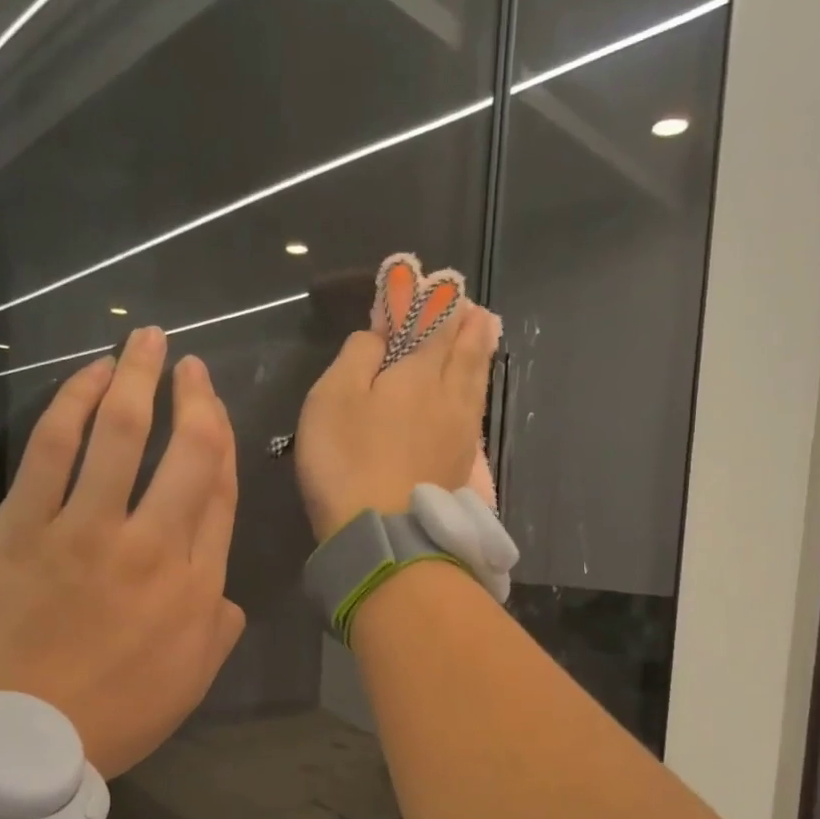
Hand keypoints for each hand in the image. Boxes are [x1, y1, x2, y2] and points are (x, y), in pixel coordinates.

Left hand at [0, 327, 244, 777]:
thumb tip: (226, 595)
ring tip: (146, 340)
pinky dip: (73, 403)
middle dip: (195, 399)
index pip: (219, 496)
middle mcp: (152, 547)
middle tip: (192, 366)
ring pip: (122, 433)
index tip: (216, 413)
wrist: (12, 744)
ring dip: (138, 378)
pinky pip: (53, 449)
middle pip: (187, 453)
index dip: (222, 444)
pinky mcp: (23, 527)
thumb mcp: (187, 688)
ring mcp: (85, 531)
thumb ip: (217, 632)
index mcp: (195, 588)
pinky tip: (87, 376)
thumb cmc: (108, 721)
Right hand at [293, 299, 500, 541]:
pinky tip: (474, 395)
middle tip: (475, 308)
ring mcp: (460, 434)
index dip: (436, 302)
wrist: (384, 535)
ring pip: (476, 382)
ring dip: (480, 353)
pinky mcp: (460, 466)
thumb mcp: (334, 397)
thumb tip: (377, 335)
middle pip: (465, 351)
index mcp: (419, 373)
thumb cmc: (348, 460)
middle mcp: (449, 397)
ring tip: (485, 334)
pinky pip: (475, 414)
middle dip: (468, 325)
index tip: (440, 283)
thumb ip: (358, 356)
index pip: (434, 324)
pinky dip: (476, 391)